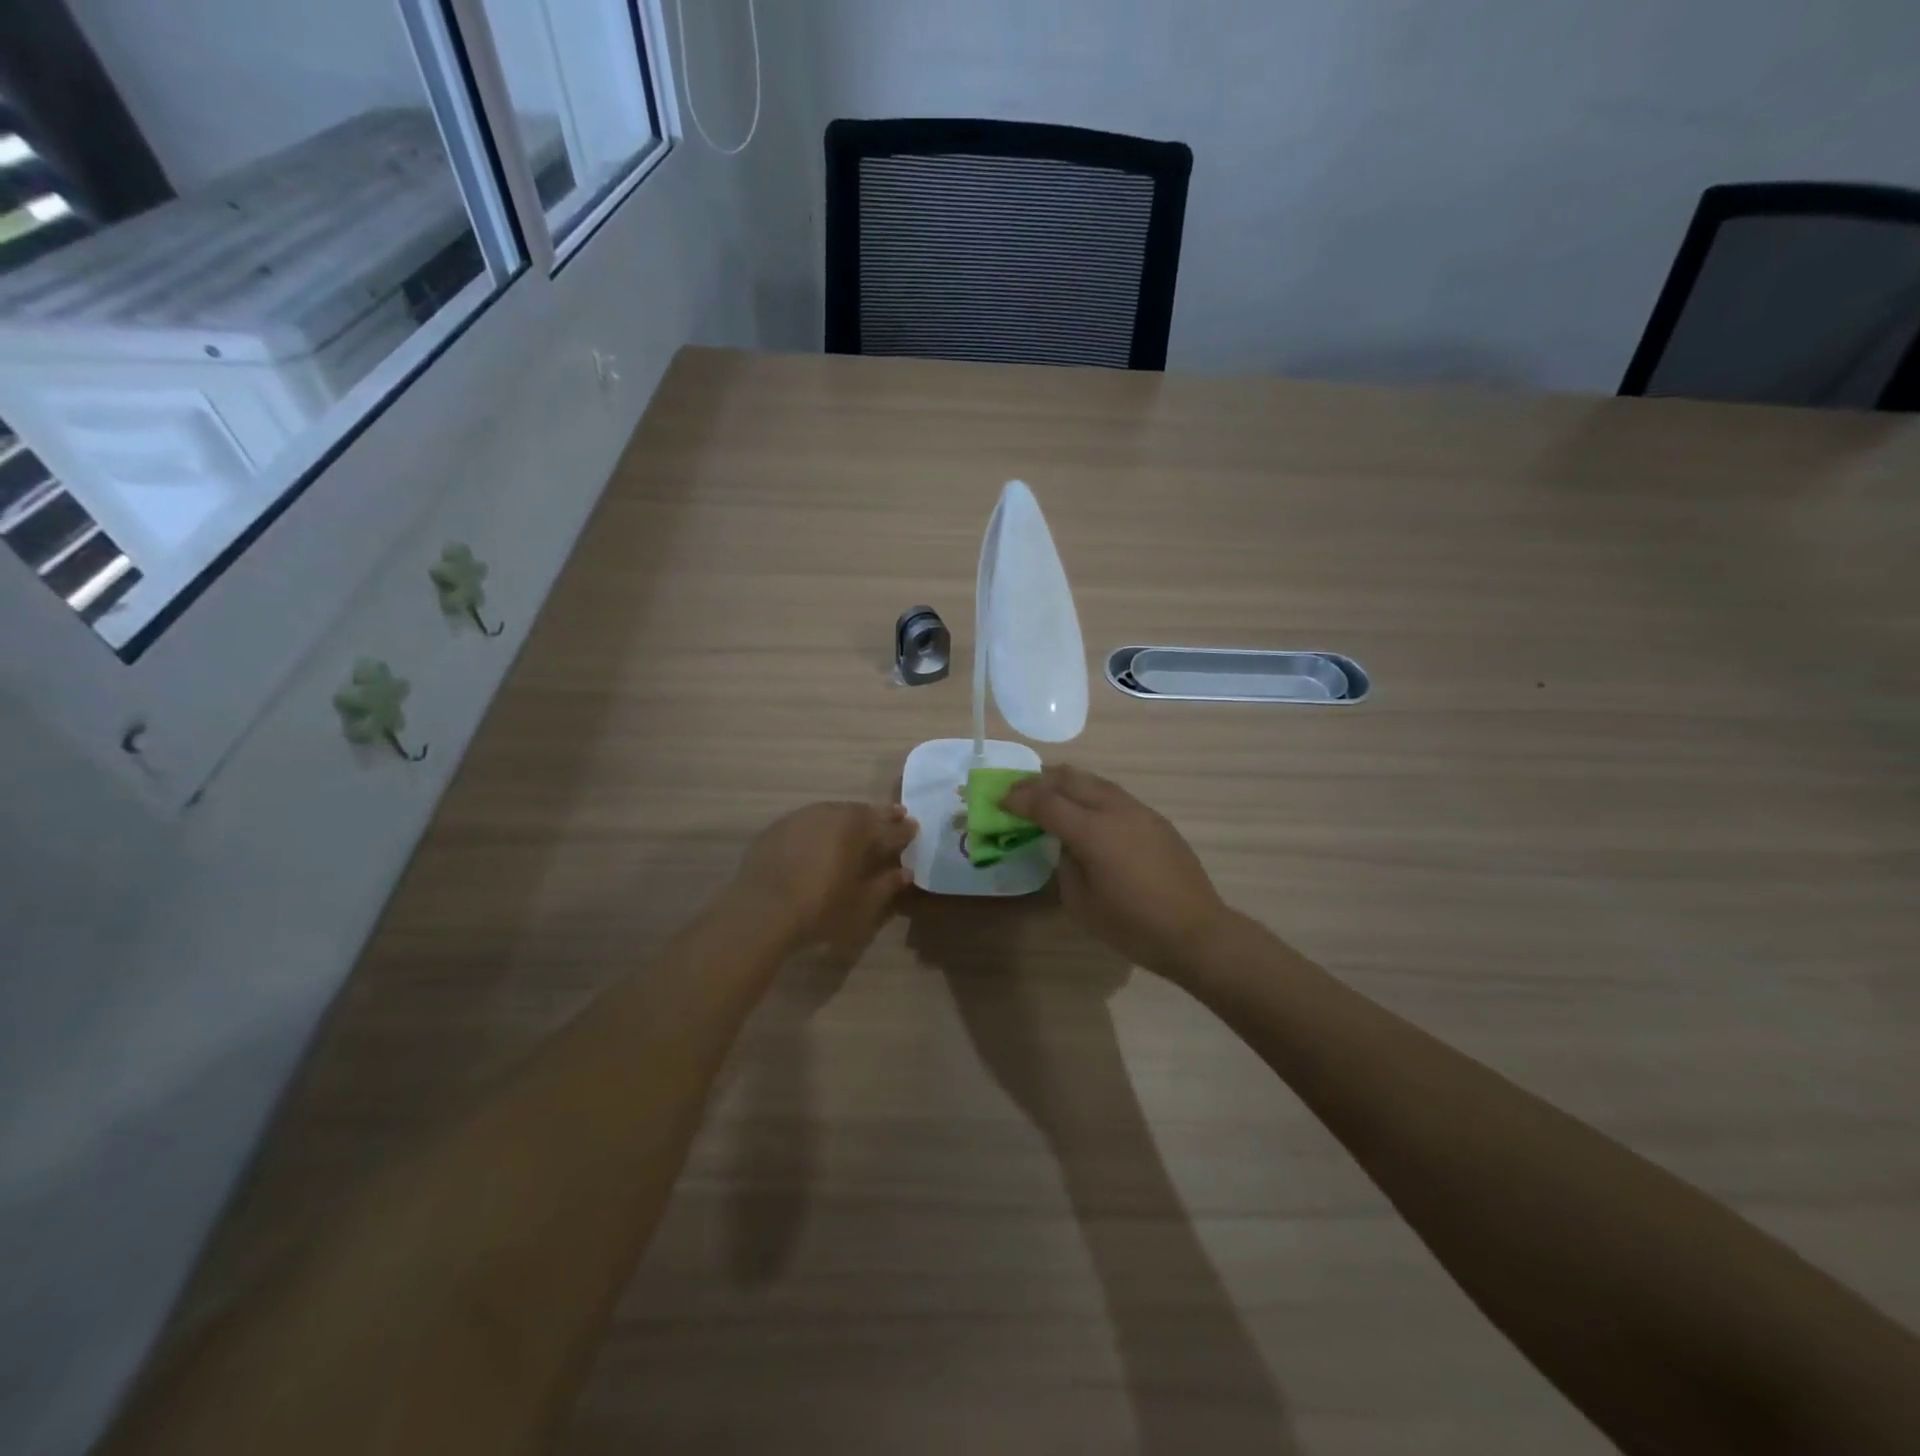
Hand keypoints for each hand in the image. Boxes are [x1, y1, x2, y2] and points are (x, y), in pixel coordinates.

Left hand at [735, 801, 916, 953]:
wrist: (761, 910)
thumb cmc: (820, 908)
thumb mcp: (861, 903)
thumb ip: (886, 884)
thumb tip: (905, 872)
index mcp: (858, 828)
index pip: (890, 827)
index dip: (904, 830)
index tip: (914, 828)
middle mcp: (833, 813)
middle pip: (863, 812)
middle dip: (881, 817)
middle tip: (895, 817)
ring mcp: (802, 817)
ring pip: (835, 812)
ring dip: (851, 818)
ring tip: (859, 826)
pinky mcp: (779, 827)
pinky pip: (810, 821)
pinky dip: (823, 826)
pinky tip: (822, 838)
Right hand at [1002, 766, 1228, 980]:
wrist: (1196, 932)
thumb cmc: (1133, 926)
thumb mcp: (1081, 904)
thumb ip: (1065, 865)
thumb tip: (1065, 845)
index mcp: (1093, 831)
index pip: (1046, 802)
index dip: (1019, 798)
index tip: (1000, 800)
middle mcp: (1115, 810)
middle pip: (1070, 779)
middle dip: (1040, 781)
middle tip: (1020, 791)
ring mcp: (1139, 811)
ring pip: (1095, 781)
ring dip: (1067, 783)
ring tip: (1049, 794)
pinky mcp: (1156, 819)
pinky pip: (1115, 795)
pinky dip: (1091, 794)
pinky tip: (1086, 812)